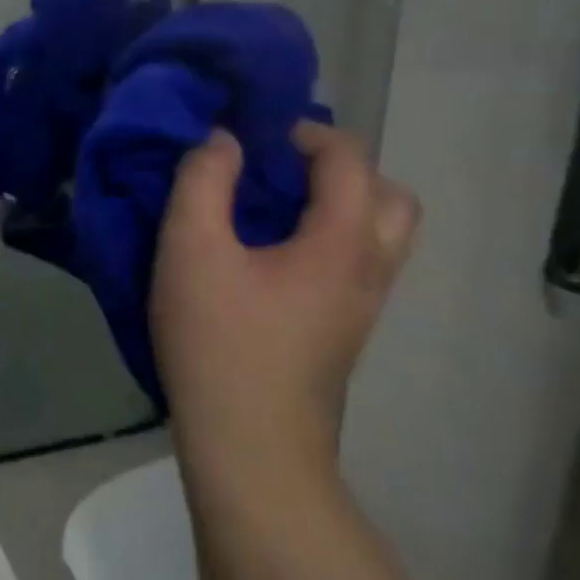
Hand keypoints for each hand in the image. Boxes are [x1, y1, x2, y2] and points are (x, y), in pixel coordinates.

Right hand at [150, 121, 418, 496]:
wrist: (251, 447)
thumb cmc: (219, 340)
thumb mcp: (190, 248)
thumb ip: (203, 181)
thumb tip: (221, 140)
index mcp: (343, 243)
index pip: (349, 159)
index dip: (304, 131)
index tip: (252, 133)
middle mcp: (370, 270)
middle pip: (388, 197)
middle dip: (339, 168)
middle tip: (280, 170)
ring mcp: (363, 307)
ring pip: (378, 235)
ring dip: (338, 205)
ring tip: (272, 209)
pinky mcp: (343, 333)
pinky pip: (356, 263)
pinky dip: (328, 239)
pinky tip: (268, 255)